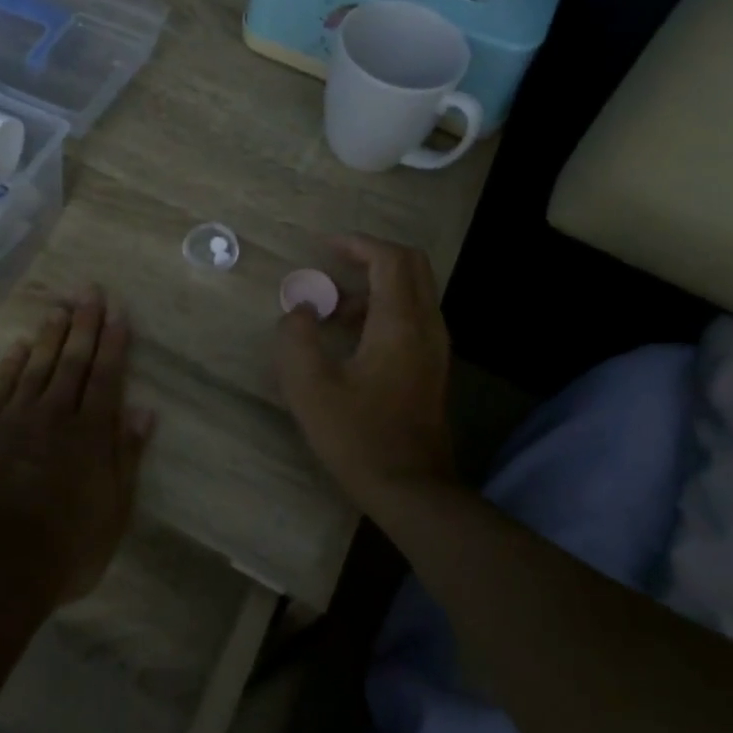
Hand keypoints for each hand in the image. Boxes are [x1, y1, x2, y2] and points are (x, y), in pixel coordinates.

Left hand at [0, 288, 154, 605]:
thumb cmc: (63, 549)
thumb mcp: (113, 512)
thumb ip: (127, 458)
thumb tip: (144, 412)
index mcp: (91, 434)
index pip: (107, 376)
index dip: (113, 342)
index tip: (118, 312)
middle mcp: (55, 415)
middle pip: (73, 361)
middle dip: (84, 324)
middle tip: (90, 291)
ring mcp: (14, 420)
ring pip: (37, 366)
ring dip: (50, 335)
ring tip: (60, 307)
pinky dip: (11, 364)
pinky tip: (19, 346)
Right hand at [275, 236, 454, 514]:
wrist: (411, 489)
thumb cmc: (358, 436)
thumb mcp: (310, 388)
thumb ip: (297, 338)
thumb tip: (300, 309)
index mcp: (400, 323)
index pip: (389, 259)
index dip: (357, 244)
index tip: (324, 246)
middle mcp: (427, 326)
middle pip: (412, 265)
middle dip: (371, 256)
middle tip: (333, 266)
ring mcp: (436, 347)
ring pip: (414, 291)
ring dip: (375, 286)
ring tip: (333, 312)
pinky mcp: (434, 366)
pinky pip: (414, 316)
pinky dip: (385, 308)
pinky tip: (353, 339)